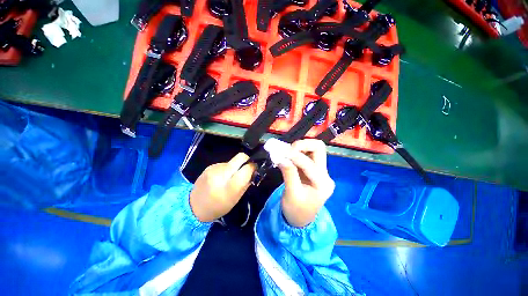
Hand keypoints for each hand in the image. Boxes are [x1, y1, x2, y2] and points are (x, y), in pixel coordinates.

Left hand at [190, 153, 255, 221]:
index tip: (255, 169)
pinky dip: (227, 169)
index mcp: (230, 186)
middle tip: (247, 167)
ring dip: (236, 166)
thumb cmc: (218, 207)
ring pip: (233, 161)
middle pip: (241, 157)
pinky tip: (222, 177)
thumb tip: (253, 172)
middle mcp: (222, 173)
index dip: (253, 167)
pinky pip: (224, 164)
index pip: (247, 168)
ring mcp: (214, 168)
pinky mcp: (210, 166)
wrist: (193, 206)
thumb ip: (246, 184)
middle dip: (247, 160)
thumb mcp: (235, 199)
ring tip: (231, 176)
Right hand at [278, 139, 334, 226]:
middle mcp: (325, 174)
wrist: (300, 219)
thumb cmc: (296, 211)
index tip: (279, 151)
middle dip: (303, 145)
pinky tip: (287, 154)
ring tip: (286, 151)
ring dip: (299, 147)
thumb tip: (281, 157)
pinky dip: (296, 151)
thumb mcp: (291, 194)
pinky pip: (306, 154)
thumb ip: (289, 174)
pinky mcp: (312, 170)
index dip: (294, 156)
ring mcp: (320, 171)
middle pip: (319, 149)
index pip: (309, 164)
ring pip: (313, 149)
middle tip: (288, 149)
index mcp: (323, 184)